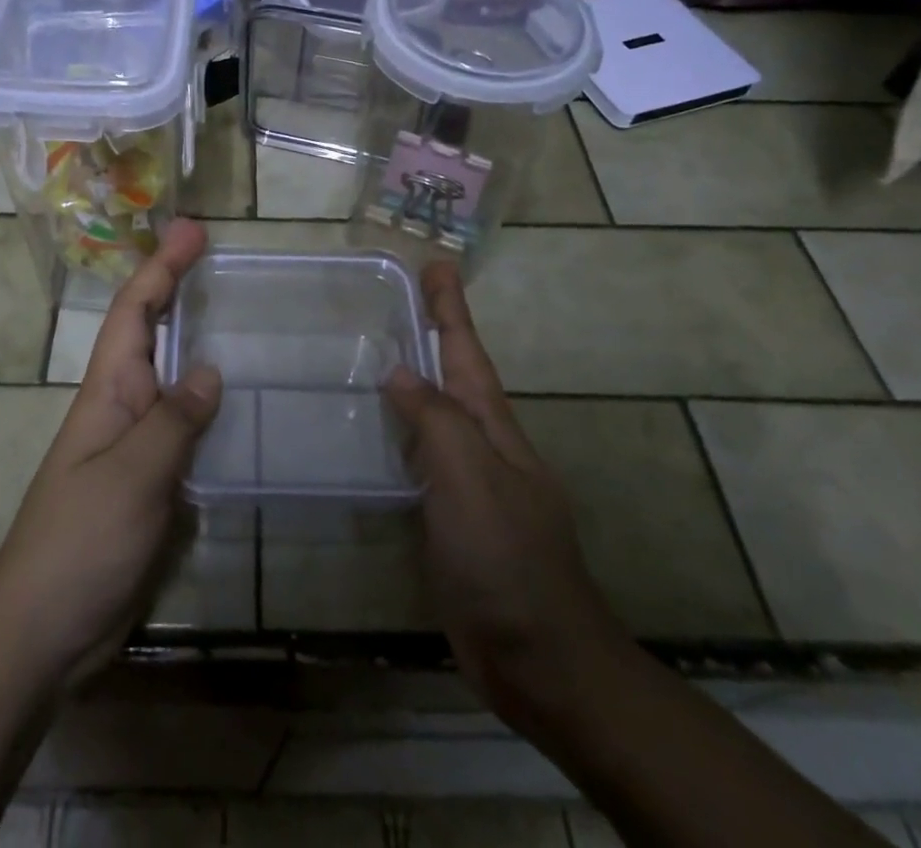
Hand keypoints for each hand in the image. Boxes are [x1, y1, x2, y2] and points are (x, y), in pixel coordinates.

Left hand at [0, 217, 221, 684]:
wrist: (43, 631)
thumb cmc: (80, 542)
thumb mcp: (132, 477)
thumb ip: (174, 421)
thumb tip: (210, 370)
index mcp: (108, 390)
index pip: (134, 311)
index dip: (161, 266)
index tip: (192, 230)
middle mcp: (122, 405)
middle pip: (151, 332)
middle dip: (178, 287)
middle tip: (220, 256)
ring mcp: (135, 443)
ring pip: (171, 375)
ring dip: (196, 338)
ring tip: (238, 313)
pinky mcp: (151, 480)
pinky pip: (184, 424)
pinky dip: (208, 400)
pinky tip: (240, 402)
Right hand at [384, 262, 628, 726]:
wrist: (540, 659)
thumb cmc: (506, 559)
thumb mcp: (471, 478)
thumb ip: (435, 420)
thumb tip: (400, 370)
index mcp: (493, 427)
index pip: (466, 352)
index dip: (451, 308)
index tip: (437, 263)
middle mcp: (483, 446)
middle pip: (454, 376)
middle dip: (435, 332)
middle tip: (404, 296)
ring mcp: (469, 483)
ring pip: (436, 415)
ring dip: (417, 378)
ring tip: (383, 350)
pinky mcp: (451, 519)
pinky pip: (421, 458)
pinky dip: (402, 431)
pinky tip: (380, 432)